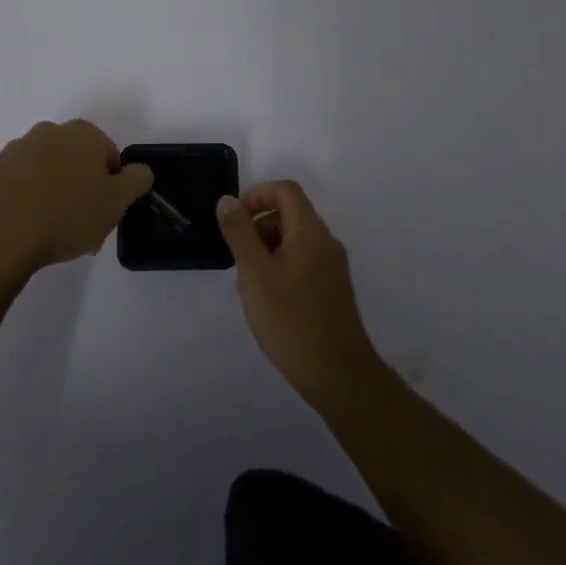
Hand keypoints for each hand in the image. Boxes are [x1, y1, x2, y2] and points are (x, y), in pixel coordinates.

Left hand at [0, 119, 153, 276]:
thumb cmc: (66, 216)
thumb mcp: (116, 202)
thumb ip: (136, 180)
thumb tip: (140, 170)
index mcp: (82, 134)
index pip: (108, 154)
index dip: (111, 184)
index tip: (104, 212)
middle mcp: (48, 132)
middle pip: (76, 160)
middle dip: (82, 187)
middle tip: (82, 224)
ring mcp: (16, 149)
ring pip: (47, 171)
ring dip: (54, 192)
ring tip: (53, 232)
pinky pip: (20, 183)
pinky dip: (27, 199)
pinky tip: (28, 227)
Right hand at [217, 180, 381, 405]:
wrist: (338, 374)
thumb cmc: (291, 319)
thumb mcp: (255, 273)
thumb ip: (239, 233)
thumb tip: (227, 200)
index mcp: (310, 231)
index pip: (285, 190)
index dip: (257, 195)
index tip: (234, 221)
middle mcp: (325, 242)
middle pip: (289, 213)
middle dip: (258, 226)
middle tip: (237, 258)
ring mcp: (332, 267)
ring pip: (294, 240)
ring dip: (266, 249)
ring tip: (248, 284)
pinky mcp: (332, 289)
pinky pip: (301, 262)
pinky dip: (279, 267)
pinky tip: (266, 300)